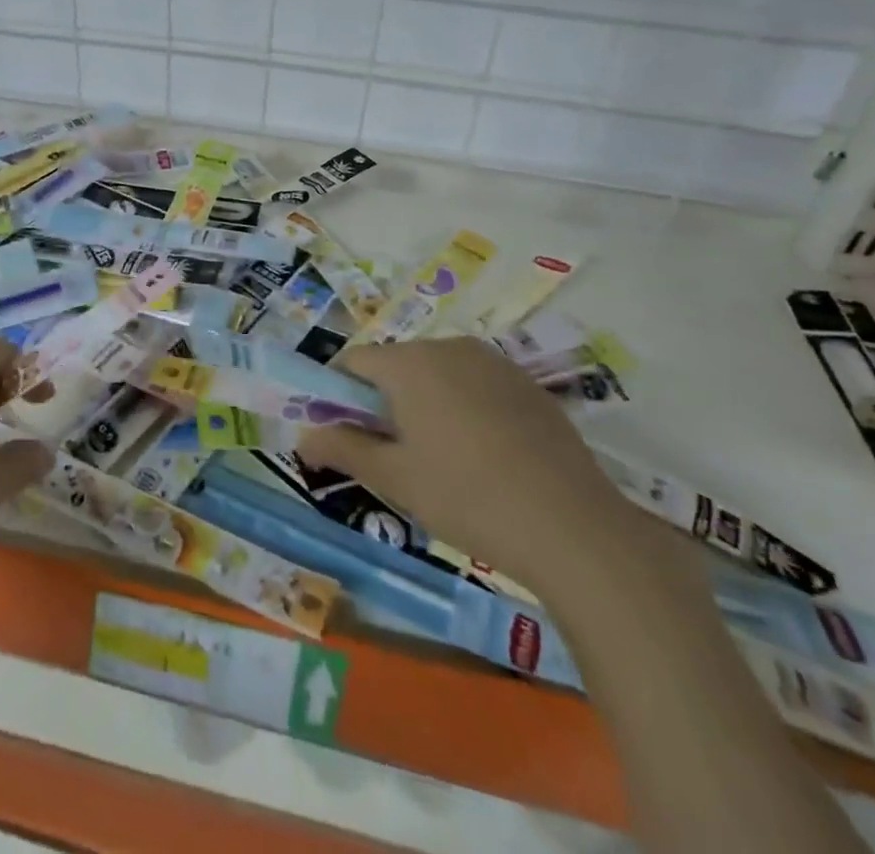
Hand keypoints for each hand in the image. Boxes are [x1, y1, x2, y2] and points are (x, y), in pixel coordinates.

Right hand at [300, 338, 628, 601]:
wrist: (573, 526)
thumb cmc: (466, 496)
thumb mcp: (394, 478)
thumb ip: (342, 449)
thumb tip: (301, 437)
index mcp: (410, 362)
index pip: (354, 361)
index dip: (339, 393)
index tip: (344, 433)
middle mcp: (449, 347)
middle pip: (397, 364)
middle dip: (384, 400)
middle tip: (392, 454)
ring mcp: (493, 362)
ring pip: (438, 373)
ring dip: (424, 403)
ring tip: (440, 458)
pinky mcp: (527, 384)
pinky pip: (476, 384)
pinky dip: (464, 407)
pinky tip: (484, 456)